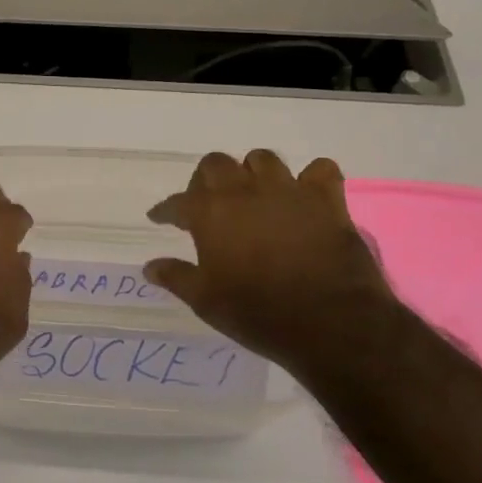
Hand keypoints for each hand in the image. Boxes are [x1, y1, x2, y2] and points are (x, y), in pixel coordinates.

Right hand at [144, 150, 396, 369]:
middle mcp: (245, 191)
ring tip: (252, 194)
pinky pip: (320, 170)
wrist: (330, 323)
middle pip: (216, 164)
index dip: (166, 210)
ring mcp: (288, 191)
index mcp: (210, 213)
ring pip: (263, 159)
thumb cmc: (257, 313)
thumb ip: (176, 276)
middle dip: (206, 180)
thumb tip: (150, 266)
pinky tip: (304, 196)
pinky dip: (311, 179)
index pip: (177, 202)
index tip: (160, 218)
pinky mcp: (327, 201)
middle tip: (207, 204)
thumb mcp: (205, 301)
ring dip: (252, 172)